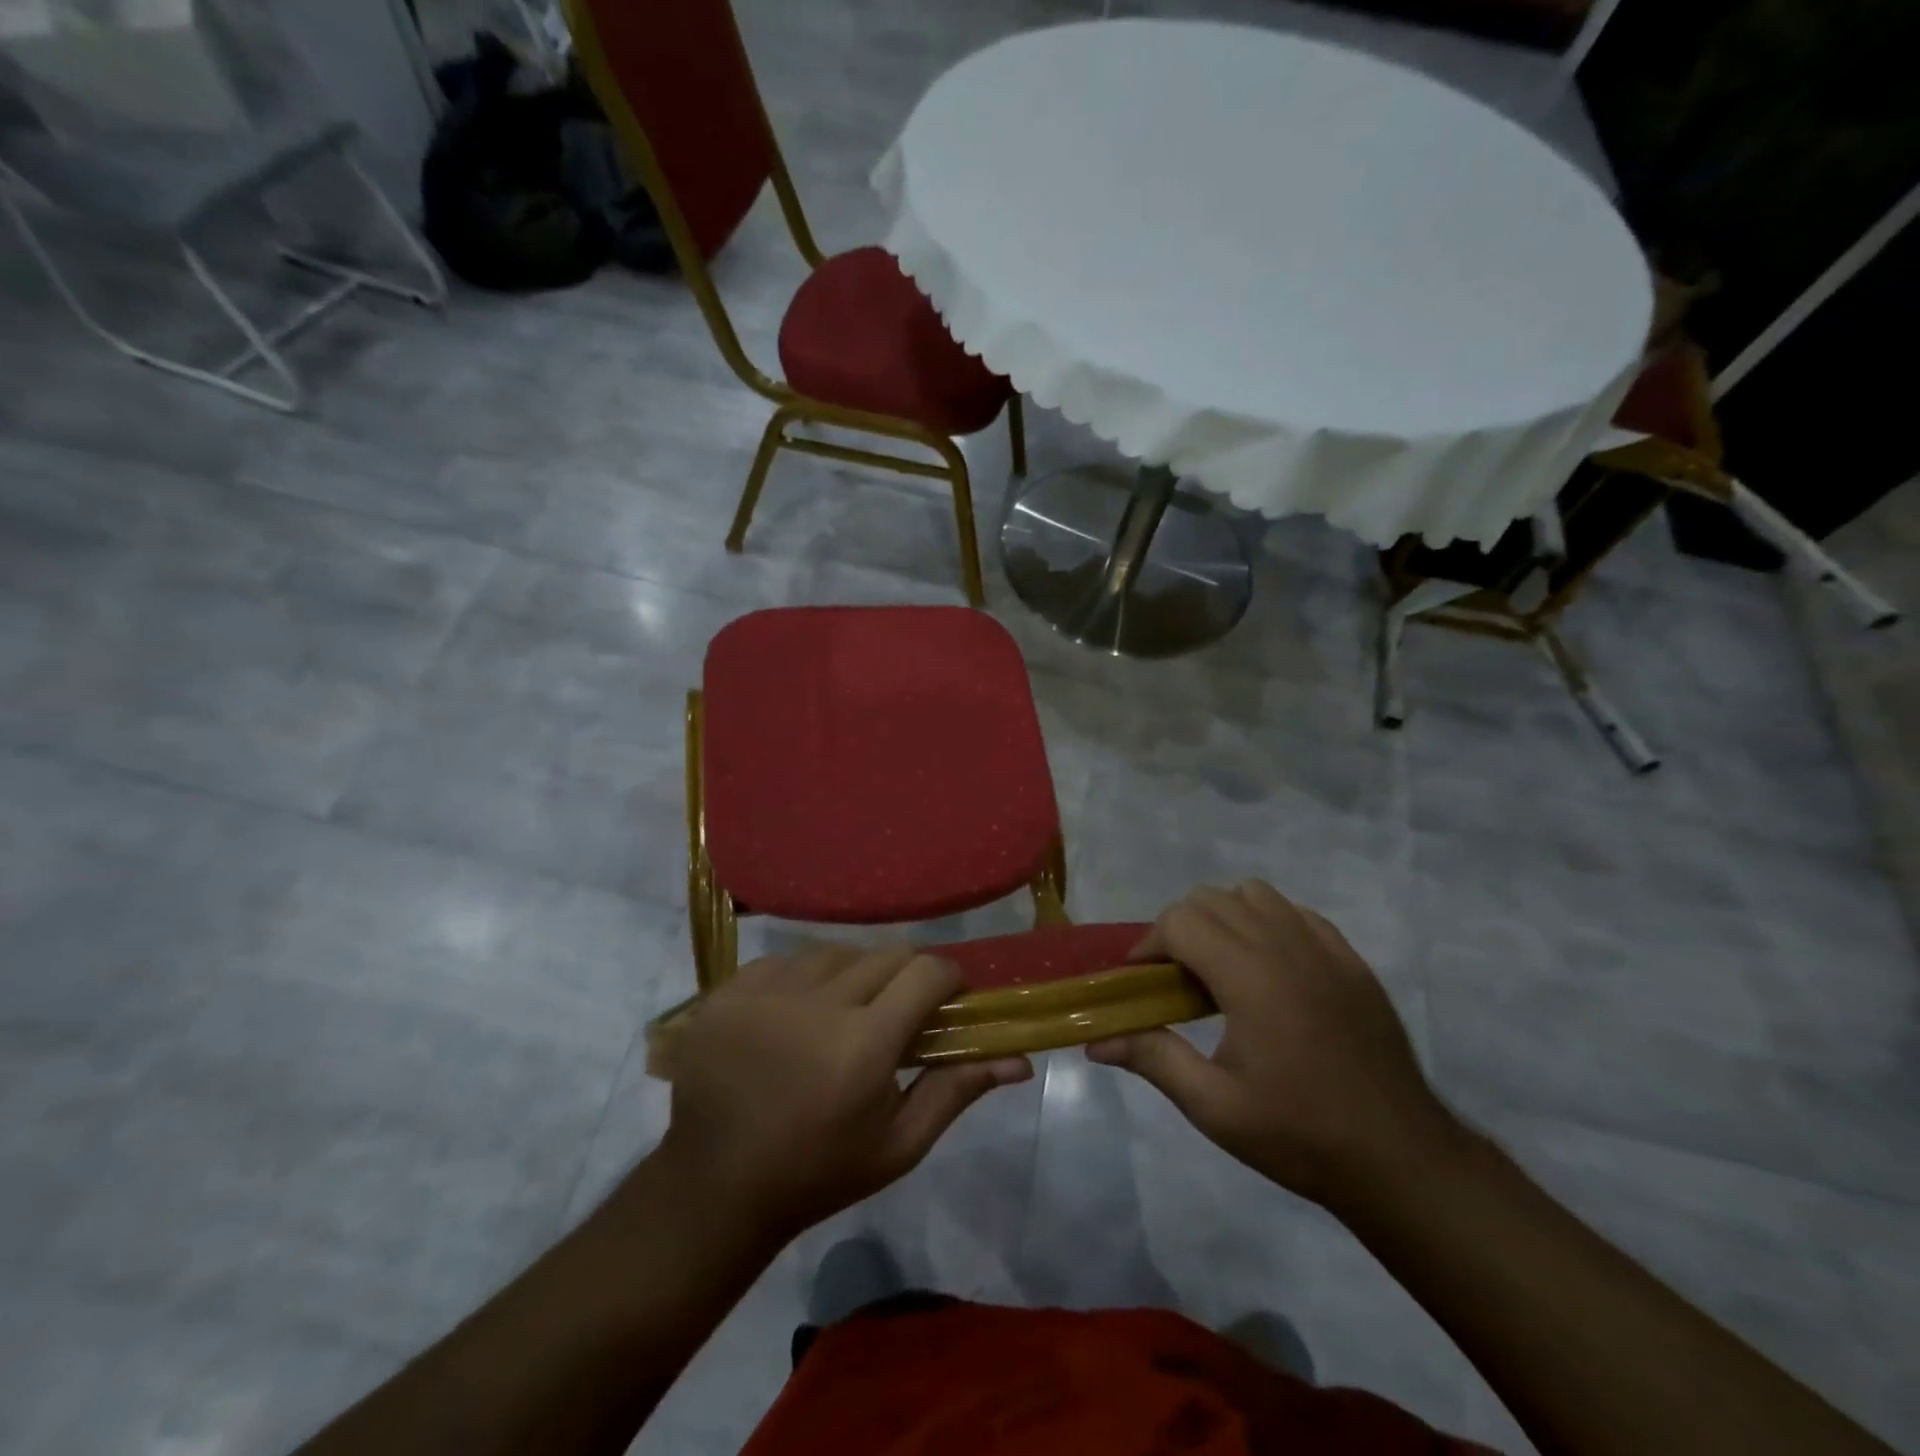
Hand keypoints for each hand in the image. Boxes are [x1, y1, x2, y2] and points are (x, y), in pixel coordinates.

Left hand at [653, 945, 1031, 1246]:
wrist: (716, 1185)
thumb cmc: (818, 1173)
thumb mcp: (898, 1145)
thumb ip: (955, 1090)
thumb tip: (1018, 1059)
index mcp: (865, 1043)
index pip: (927, 972)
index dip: (948, 979)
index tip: (949, 1000)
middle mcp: (818, 1002)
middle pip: (886, 954)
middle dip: (906, 976)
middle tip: (898, 1013)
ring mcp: (768, 991)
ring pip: (837, 952)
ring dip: (854, 974)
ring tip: (844, 1012)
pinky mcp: (731, 989)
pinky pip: (787, 960)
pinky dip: (803, 978)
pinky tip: (795, 1013)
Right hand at [1088, 881, 1456, 1210]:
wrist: (1400, 1160)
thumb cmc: (1299, 1134)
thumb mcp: (1214, 1106)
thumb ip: (1152, 1057)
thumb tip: (1094, 1041)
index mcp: (1249, 976)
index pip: (1180, 921)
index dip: (1149, 944)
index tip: (1142, 981)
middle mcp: (1285, 945)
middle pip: (1211, 899)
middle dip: (1179, 929)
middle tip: (1175, 979)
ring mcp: (1324, 948)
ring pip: (1255, 895)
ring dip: (1224, 917)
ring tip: (1221, 967)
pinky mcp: (1351, 960)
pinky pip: (1296, 913)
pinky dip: (1269, 923)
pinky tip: (1269, 970)